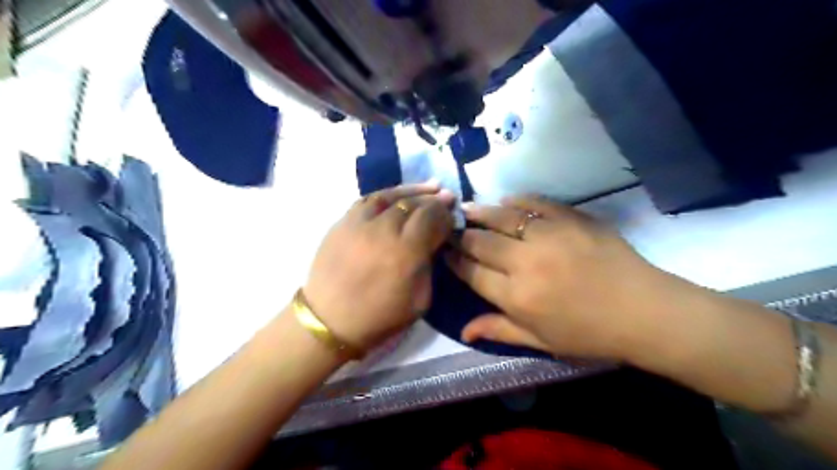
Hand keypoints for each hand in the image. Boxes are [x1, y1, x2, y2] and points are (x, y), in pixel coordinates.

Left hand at [304, 183, 454, 352]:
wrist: (329, 321)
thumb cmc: (380, 317)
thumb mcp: (420, 300)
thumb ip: (430, 265)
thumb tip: (434, 240)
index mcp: (406, 252)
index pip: (431, 218)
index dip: (445, 214)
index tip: (452, 215)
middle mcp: (383, 230)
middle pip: (414, 204)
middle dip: (434, 200)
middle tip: (446, 196)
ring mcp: (359, 223)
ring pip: (390, 196)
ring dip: (413, 190)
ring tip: (429, 186)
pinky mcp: (342, 222)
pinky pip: (368, 199)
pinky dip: (387, 194)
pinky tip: (398, 195)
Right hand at [443, 194, 678, 359]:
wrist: (644, 311)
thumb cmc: (590, 334)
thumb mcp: (541, 341)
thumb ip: (499, 330)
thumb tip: (463, 330)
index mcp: (517, 297)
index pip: (472, 273)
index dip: (455, 262)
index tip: (446, 253)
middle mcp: (525, 263)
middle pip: (481, 242)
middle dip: (462, 236)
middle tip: (452, 229)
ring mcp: (548, 237)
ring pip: (501, 218)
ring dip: (480, 213)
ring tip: (466, 208)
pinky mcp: (570, 219)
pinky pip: (535, 203)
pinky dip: (516, 201)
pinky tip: (505, 200)